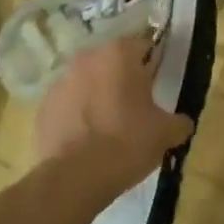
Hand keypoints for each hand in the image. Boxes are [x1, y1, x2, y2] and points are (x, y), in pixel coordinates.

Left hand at [33, 37, 193, 171]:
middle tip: (137, 105)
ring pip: (87, 82)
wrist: (75, 177)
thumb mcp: (166, 133)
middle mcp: (87, 58)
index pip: (143, 46)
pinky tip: (87, 139)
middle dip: (123, 78)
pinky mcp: (43, 106)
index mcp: (119, 54)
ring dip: (98, 95)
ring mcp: (60, 81)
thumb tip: (181, 123)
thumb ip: (179, 121)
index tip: (158, 85)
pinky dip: (77, 115)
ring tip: (110, 124)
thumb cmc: (127, 143)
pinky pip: (68, 105)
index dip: (153, 64)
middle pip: (112, 62)